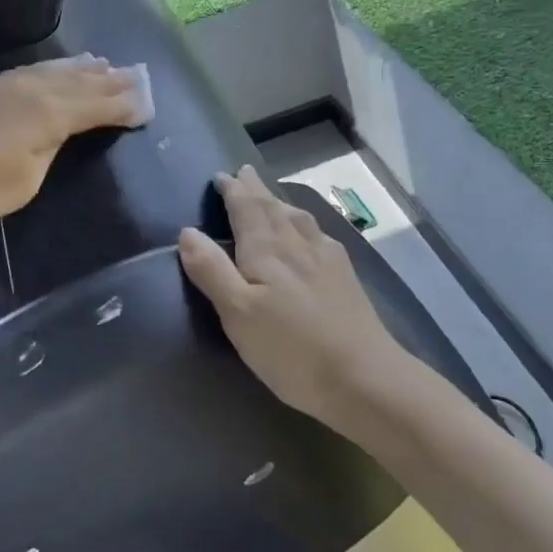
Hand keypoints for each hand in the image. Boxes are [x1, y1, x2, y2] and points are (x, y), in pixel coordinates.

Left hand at [0, 56, 148, 237]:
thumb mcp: (20, 185)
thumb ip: (46, 153)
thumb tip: (53, 134)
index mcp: (45, 114)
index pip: (96, 106)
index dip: (123, 105)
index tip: (147, 104)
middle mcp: (26, 89)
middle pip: (76, 81)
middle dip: (108, 80)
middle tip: (134, 75)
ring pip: (48, 71)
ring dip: (78, 70)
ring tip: (100, 65)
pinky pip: (23, 72)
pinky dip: (47, 72)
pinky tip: (46, 74)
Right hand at [178, 166, 404, 437]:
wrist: (364, 377)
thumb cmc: (290, 349)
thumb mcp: (238, 314)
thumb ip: (212, 271)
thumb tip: (188, 230)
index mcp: (267, 250)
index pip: (246, 208)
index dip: (233, 190)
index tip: (221, 176)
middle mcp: (297, 243)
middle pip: (273, 207)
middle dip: (255, 190)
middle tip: (243, 174)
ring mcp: (326, 258)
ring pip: (298, 217)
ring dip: (279, 202)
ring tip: (269, 197)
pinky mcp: (345, 276)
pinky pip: (317, 234)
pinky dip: (303, 223)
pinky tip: (309, 234)